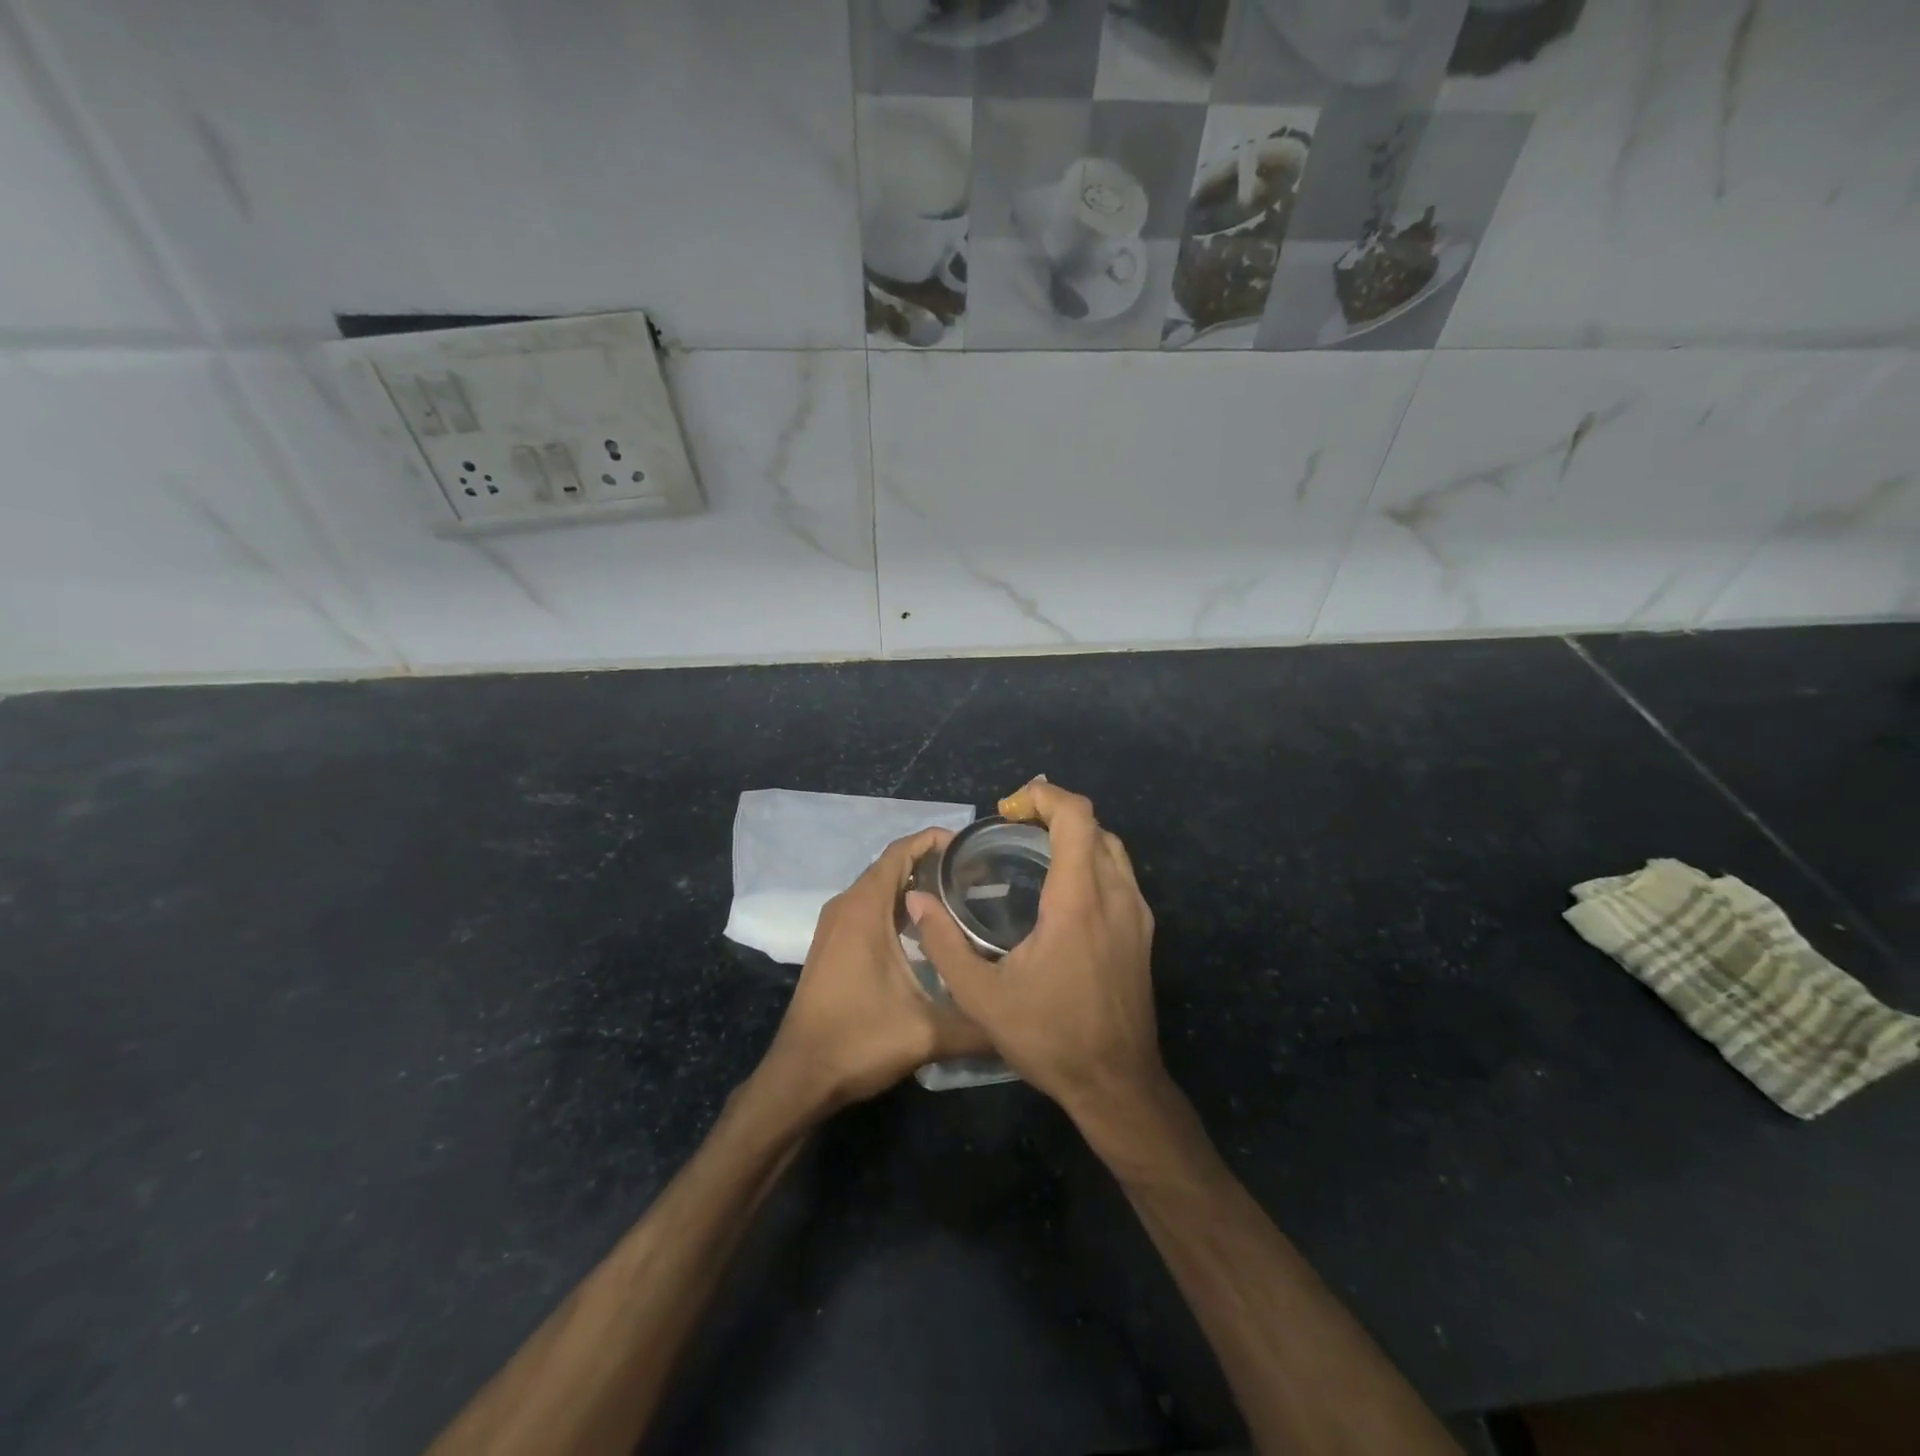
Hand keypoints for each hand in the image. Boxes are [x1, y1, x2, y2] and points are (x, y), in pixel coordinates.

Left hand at [761, 826, 992, 1111]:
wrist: (800, 1077)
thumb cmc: (859, 1041)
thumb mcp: (927, 1032)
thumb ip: (978, 1024)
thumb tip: (1019, 1018)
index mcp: (864, 908)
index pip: (900, 851)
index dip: (934, 840)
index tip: (971, 847)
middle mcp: (846, 906)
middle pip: (891, 866)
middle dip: (931, 864)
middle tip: (976, 875)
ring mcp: (834, 925)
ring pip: (879, 889)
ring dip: (914, 887)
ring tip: (960, 898)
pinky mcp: (832, 945)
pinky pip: (868, 908)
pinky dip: (897, 907)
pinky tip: (927, 932)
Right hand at [906, 779, 1160, 1122]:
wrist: (1118, 1085)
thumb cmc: (1050, 1038)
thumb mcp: (981, 997)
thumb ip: (943, 944)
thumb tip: (916, 900)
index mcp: (1078, 900)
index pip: (1075, 816)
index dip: (1043, 795)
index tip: (1007, 809)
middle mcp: (1115, 895)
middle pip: (1094, 824)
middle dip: (1053, 811)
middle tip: (1013, 826)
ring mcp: (1136, 914)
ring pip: (1112, 847)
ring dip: (1075, 834)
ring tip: (1034, 848)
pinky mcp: (1143, 933)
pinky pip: (1120, 874)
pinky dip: (1091, 859)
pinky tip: (1062, 888)